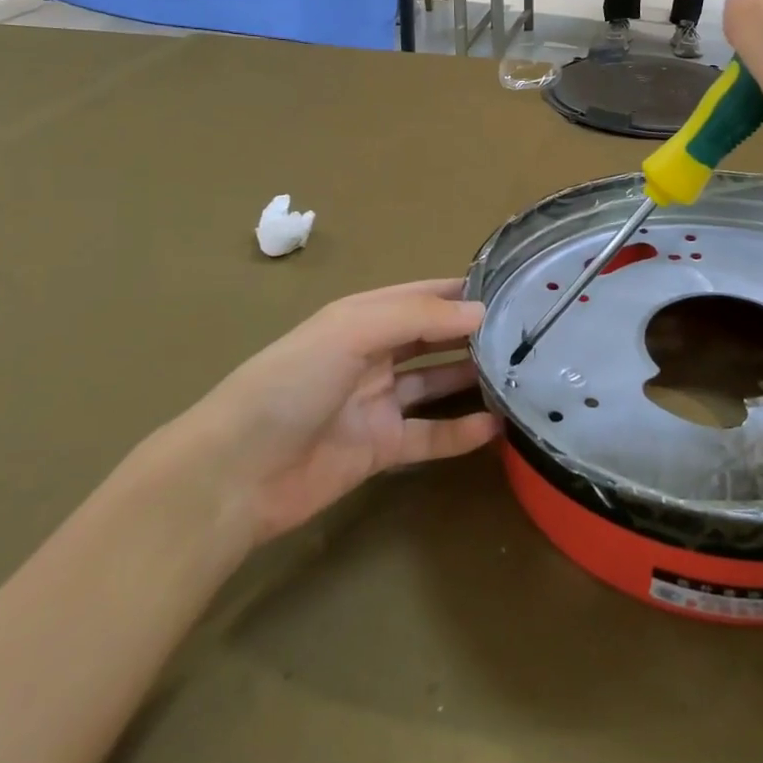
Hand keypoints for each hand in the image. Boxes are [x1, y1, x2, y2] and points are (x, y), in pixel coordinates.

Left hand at [170, 280, 498, 552]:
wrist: (235, 474)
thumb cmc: (290, 383)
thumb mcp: (351, 332)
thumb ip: (417, 317)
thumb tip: (479, 310)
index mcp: (360, 318)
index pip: (420, 296)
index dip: (460, 291)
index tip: (511, 289)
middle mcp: (372, 355)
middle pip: (431, 339)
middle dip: (472, 334)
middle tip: (527, 334)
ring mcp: (377, 403)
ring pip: (435, 385)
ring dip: (472, 380)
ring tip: (521, 375)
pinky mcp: (380, 449)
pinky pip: (430, 436)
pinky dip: (461, 432)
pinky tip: (497, 428)